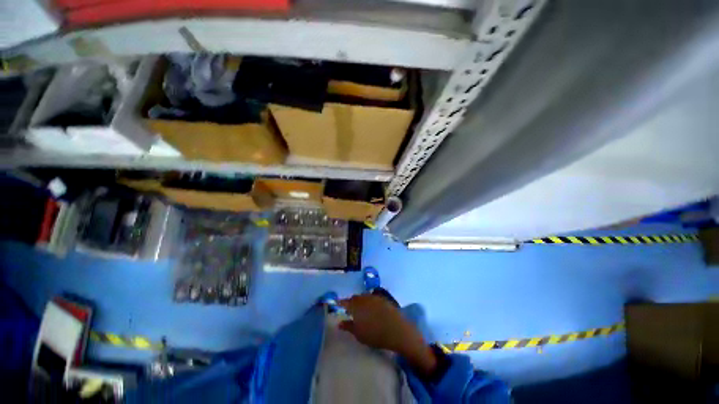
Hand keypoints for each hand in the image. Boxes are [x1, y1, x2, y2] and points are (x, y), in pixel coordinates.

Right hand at [338, 294, 437, 376]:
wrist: (397, 330)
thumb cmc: (375, 335)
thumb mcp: (359, 334)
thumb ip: (348, 327)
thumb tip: (339, 323)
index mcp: (356, 305)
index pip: (345, 301)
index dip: (341, 303)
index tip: (338, 305)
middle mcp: (365, 298)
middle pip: (355, 298)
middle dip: (352, 302)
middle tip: (350, 310)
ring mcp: (375, 297)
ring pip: (365, 296)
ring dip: (361, 301)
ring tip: (362, 310)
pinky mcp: (384, 299)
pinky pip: (373, 298)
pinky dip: (370, 302)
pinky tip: (373, 310)